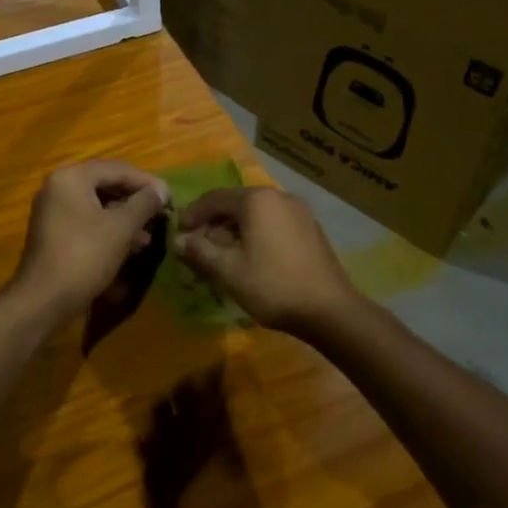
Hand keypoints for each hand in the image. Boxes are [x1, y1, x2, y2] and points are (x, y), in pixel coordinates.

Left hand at [9, 161, 170, 323]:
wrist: (42, 301)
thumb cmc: (84, 256)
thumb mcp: (121, 228)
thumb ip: (144, 203)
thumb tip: (161, 189)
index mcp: (71, 177)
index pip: (117, 169)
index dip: (146, 182)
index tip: (170, 198)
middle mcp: (58, 186)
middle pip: (106, 184)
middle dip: (135, 201)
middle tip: (160, 214)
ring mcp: (53, 210)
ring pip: (97, 205)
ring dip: (125, 217)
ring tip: (149, 236)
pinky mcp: (53, 232)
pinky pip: (87, 221)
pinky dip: (109, 228)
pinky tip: (129, 246)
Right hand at [174, 187, 363, 338]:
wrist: (330, 310)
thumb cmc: (272, 285)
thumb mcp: (227, 270)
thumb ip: (199, 251)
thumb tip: (178, 240)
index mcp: (257, 200)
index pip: (214, 198)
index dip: (193, 215)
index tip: (178, 234)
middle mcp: (279, 196)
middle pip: (236, 204)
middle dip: (213, 225)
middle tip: (198, 249)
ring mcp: (299, 212)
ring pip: (255, 215)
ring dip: (233, 232)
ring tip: (221, 257)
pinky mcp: (310, 229)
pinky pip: (273, 224)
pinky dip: (255, 235)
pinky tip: (250, 259)